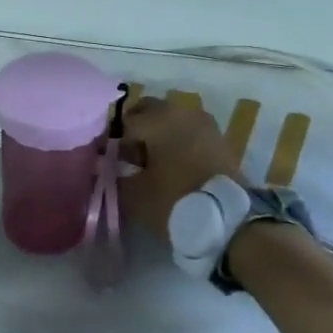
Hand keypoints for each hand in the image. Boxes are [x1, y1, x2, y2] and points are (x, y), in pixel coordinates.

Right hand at [118, 96, 245, 244]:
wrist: (230, 221)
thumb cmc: (175, 200)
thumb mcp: (134, 194)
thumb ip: (112, 177)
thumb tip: (102, 168)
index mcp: (159, 118)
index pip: (123, 124)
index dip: (109, 142)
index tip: (104, 161)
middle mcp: (182, 112)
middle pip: (148, 112)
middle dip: (134, 131)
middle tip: (126, 159)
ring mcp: (205, 124)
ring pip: (170, 121)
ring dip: (156, 136)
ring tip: (149, 166)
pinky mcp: (219, 140)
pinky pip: (188, 133)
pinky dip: (176, 144)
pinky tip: (170, 168)